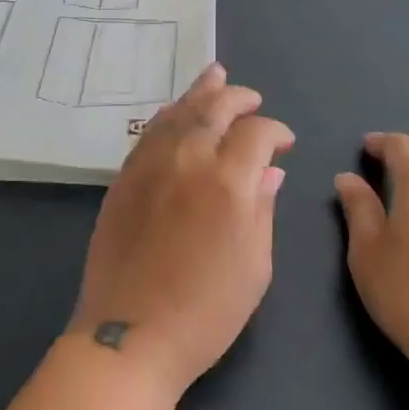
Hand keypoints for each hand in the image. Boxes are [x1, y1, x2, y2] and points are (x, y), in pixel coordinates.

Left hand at [70, 64, 293, 397]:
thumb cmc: (207, 311)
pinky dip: (169, 115)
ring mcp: (150, 165)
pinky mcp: (124, 177)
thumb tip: (270, 173)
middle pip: (215, 108)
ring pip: (178, 112)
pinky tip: (176, 112)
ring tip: (215, 75)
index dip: (275, 131)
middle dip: (238, 97)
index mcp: (228, 182)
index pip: (256, 133)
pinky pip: (150, 132)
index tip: (284, 143)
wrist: (131, 334)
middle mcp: (188, 159)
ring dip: (200, 92)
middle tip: (252, 98)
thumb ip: (263, 209)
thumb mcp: (255, 266)